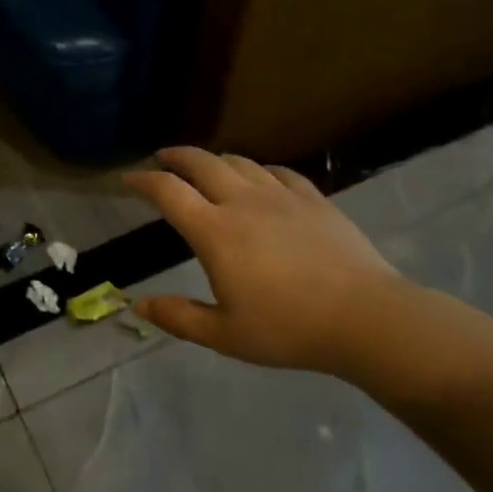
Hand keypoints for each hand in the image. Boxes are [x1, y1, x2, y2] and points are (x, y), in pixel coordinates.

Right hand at [124, 147, 414, 376]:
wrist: (365, 317)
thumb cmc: (288, 329)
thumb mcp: (225, 335)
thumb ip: (178, 317)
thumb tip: (138, 305)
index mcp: (214, 231)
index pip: (168, 192)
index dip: (142, 181)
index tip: (127, 180)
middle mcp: (242, 202)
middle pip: (201, 163)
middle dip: (176, 156)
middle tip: (162, 158)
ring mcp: (281, 196)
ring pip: (239, 162)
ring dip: (214, 160)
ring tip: (206, 167)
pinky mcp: (313, 198)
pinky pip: (278, 171)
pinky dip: (258, 170)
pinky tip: (260, 179)